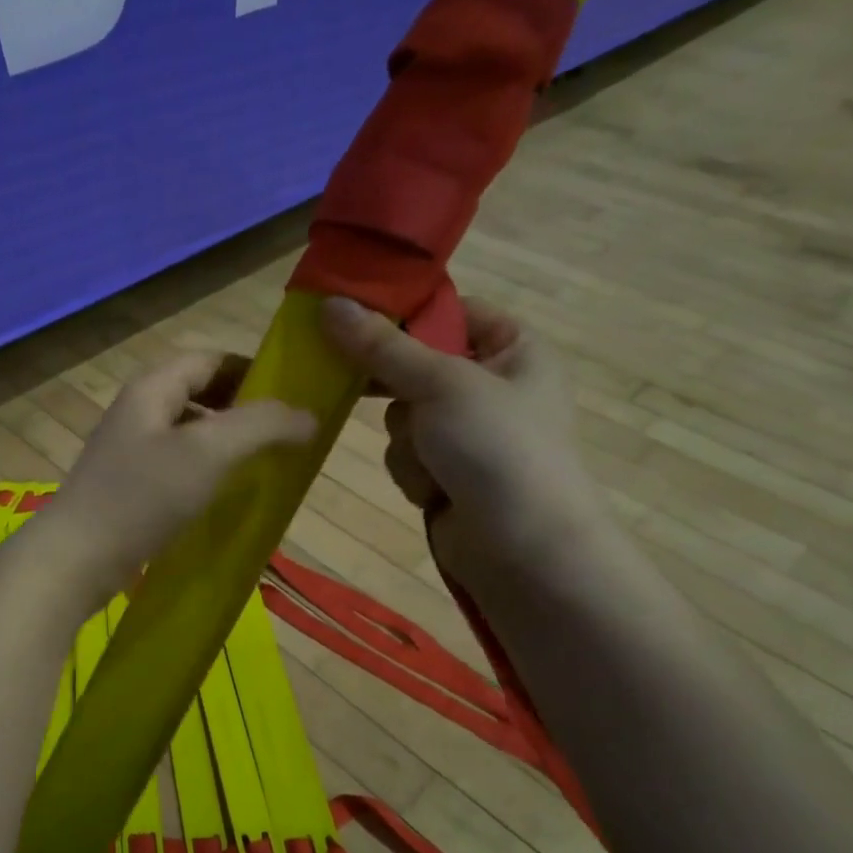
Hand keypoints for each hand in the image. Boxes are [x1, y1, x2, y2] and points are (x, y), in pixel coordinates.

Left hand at [39, 353, 316, 606]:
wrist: (76, 559)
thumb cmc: (142, 496)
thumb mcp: (208, 452)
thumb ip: (261, 426)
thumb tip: (309, 415)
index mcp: (153, 387)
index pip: (211, 359)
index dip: (254, 370)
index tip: (293, 394)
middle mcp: (139, 410)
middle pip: (200, 393)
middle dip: (244, 408)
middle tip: (284, 433)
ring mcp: (130, 450)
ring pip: (189, 432)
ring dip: (226, 442)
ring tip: (263, 464)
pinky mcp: (128, 486)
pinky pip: (177, 465)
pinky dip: (206, 470)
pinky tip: (224, 495)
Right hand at [320, 295, 604, 581]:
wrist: (523, 549)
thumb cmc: (496, 447)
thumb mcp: (440, 384)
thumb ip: (382, 346)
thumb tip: (329, 303)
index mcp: (514, 349)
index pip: (452, 312)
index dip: (406, 314)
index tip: (353, 315)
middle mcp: (493, 386)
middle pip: (417, 366)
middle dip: (399, 391)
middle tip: (358, 382)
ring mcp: (469, 434)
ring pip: (403, 416)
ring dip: (408, 441)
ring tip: (433, 462)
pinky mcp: (449, 472)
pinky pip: (408, 454)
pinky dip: (414, 471)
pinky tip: (435, 490)